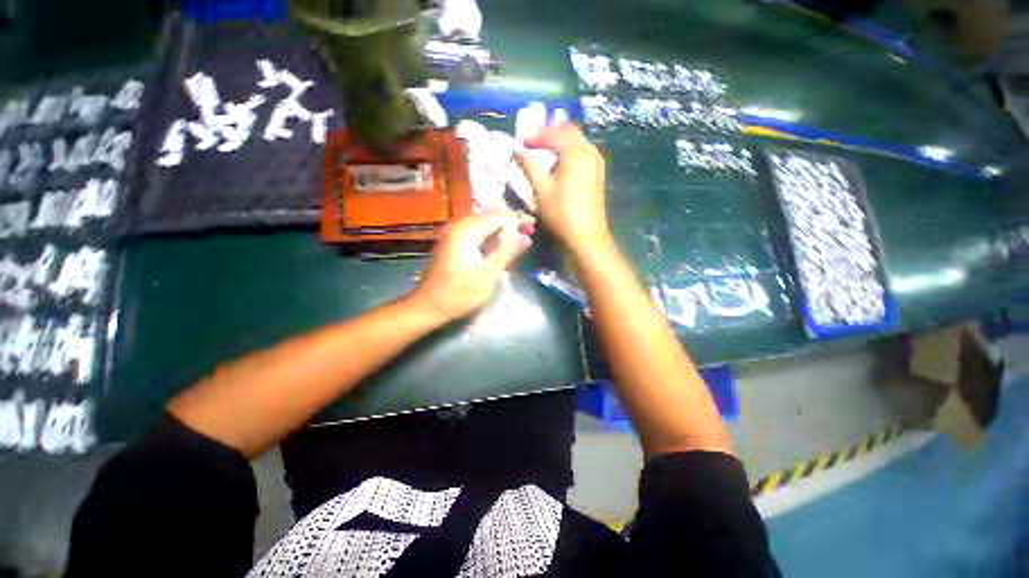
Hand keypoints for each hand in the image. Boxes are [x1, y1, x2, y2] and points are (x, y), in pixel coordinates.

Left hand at [411, 212, 532, 322]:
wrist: (428, 305)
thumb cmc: (460, 293)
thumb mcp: (489, 274)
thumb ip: (507, 251)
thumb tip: (524, 234)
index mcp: (467, 231)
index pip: (498, 216)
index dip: (517, 220)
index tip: (533, 227)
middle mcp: (458, 226)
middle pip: (489, 217)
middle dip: (509, 223)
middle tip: (527, 233)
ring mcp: (452, 234)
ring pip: (482, 224)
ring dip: (499, 229)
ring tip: (515, 239)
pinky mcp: (450, 243)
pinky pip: (474, 231)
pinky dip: (488, 236)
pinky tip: (497, 245)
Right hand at [516, 124, 609, 252]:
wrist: (586, 236)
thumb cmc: (561, 212)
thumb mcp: (541, 188)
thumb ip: (529, 166)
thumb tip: (517, 150)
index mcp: (575, 152)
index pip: (554, 134)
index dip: (536, 136)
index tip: (522, 143)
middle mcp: (590, 151)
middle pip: (570, 132)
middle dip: (551, 134)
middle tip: (534, 142)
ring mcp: (597, 163)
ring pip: (578, 142)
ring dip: (561, 142)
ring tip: (545, 151)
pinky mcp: (598, 174)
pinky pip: (583, 153)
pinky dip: (570, 152)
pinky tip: (561, 164)